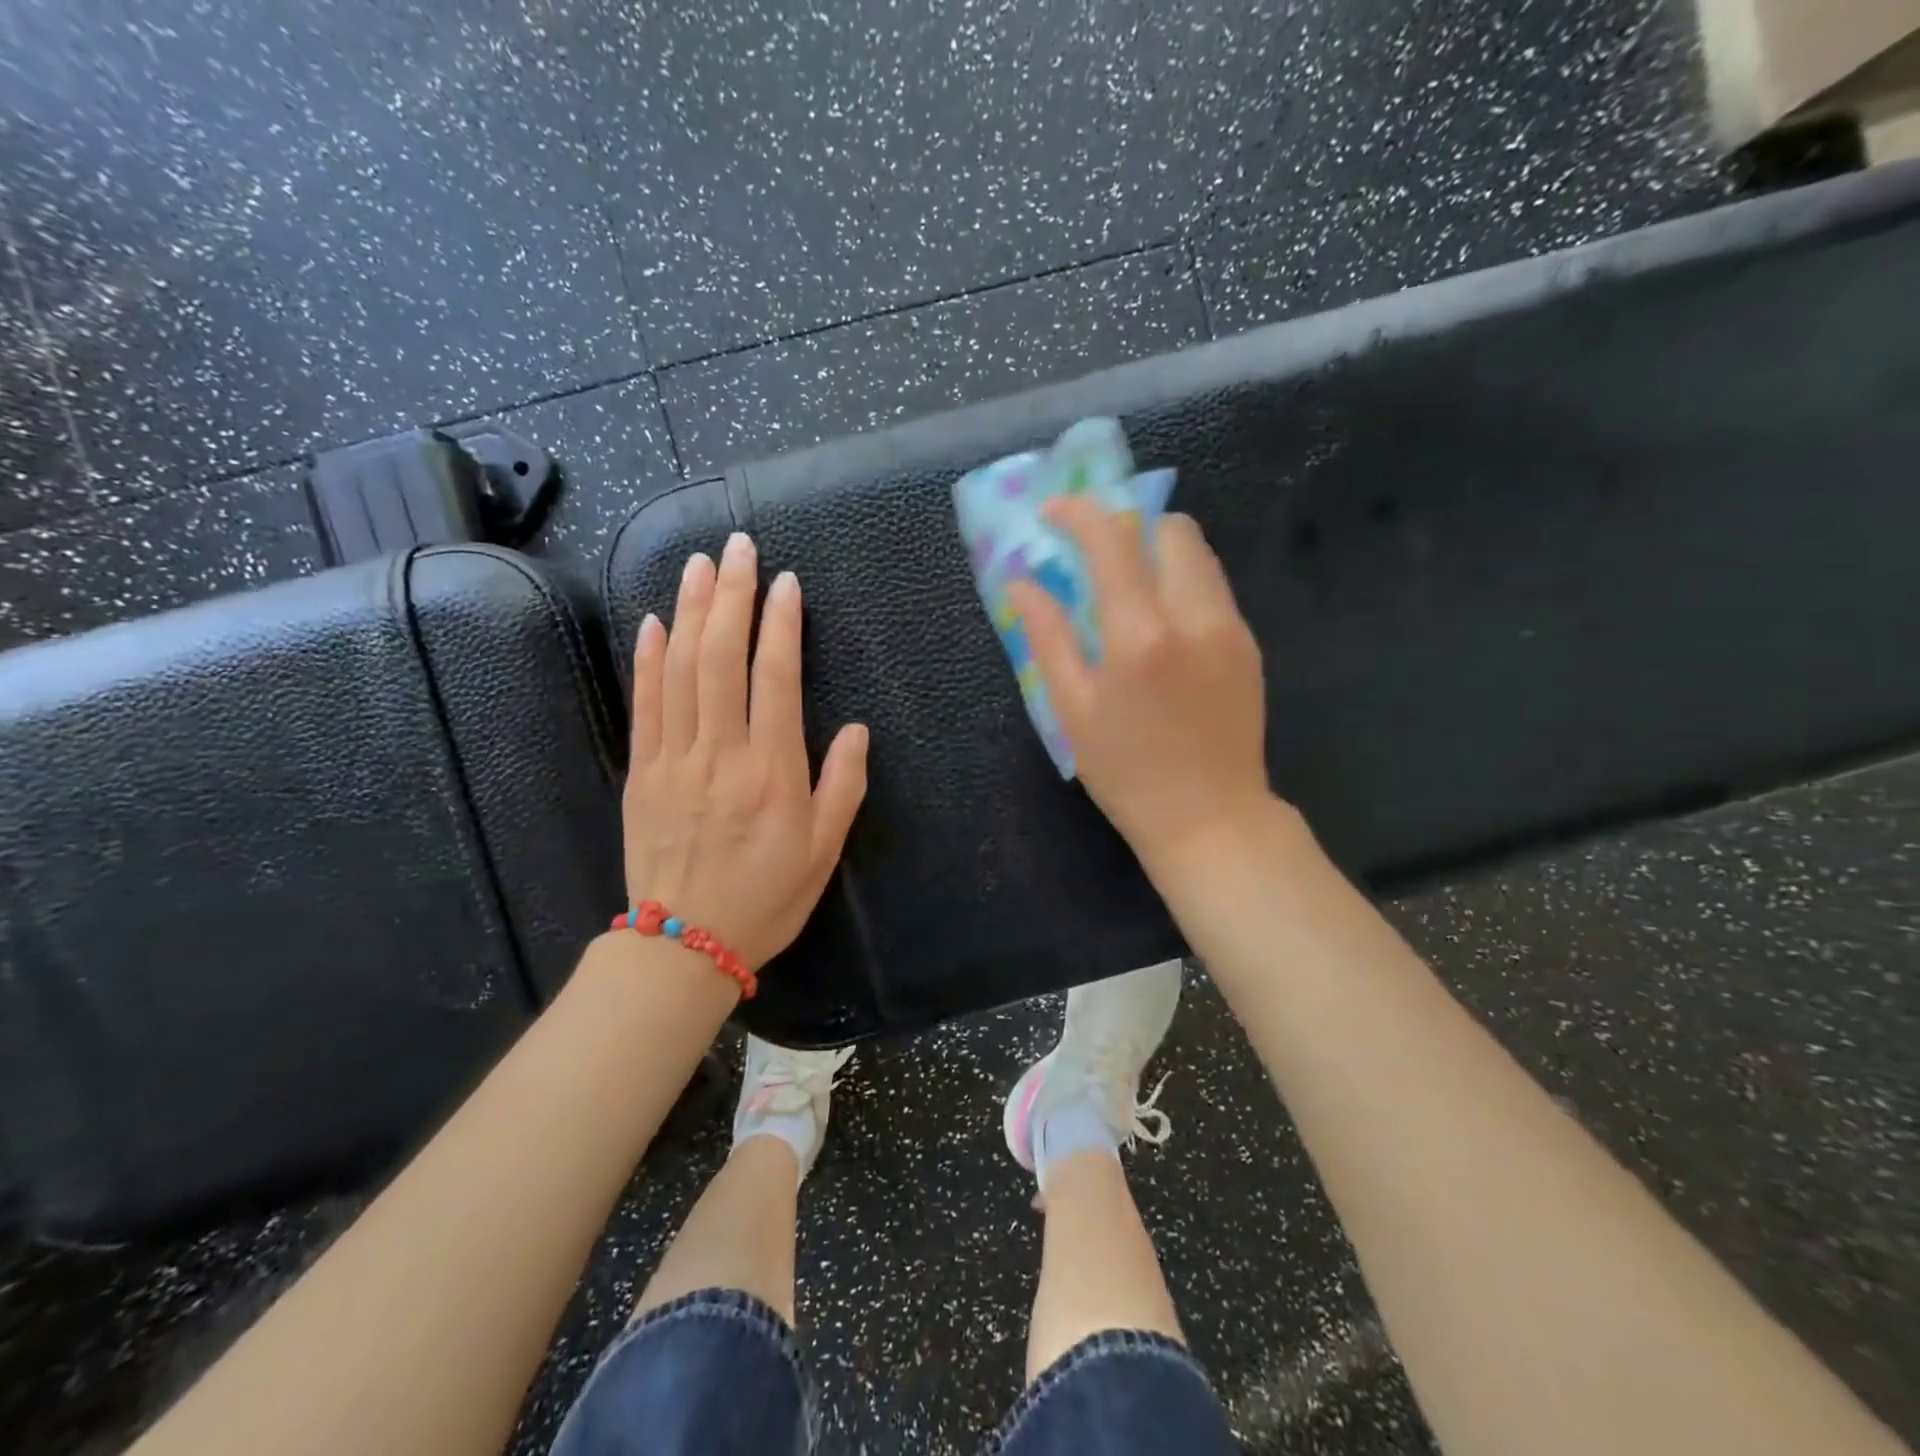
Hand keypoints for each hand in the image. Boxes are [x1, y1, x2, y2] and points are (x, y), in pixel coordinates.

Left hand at [624, 532, 868, 970]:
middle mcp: (720, 754)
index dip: (781, 625)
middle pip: (722, 659)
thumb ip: (842, 785)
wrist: (684, 944)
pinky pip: (645, 704)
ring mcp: (674, 760)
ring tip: (700, 564)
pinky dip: (649, 658)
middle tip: (739, 547)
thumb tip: (854, 729)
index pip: (775, 679)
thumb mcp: (823, 850)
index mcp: (772, 772)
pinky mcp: (642, 772)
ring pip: (680, 670)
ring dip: (691, 612)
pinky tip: (656, 620)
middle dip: (732, 596)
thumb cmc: (767, 897)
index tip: (786, 583)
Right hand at [1007, 498, 1270, 877]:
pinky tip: (1161, 623)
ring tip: (1128, 587)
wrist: (1210, 818)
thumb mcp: (1072, 710)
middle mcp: (1193, 616)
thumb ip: (1047, 637)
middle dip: (1127, 527)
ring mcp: (1230, 627)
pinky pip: (1214, 587)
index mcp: (1139, 634)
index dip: (1078, 514)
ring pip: (1198, 554)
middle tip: (1095, 556)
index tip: (1053, 515)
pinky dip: (1182, 582)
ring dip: (1157, 552)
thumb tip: (1022, 582)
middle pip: (1169, 530)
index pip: (1111, 540)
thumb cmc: (1127, 772)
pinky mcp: (1248, 645)